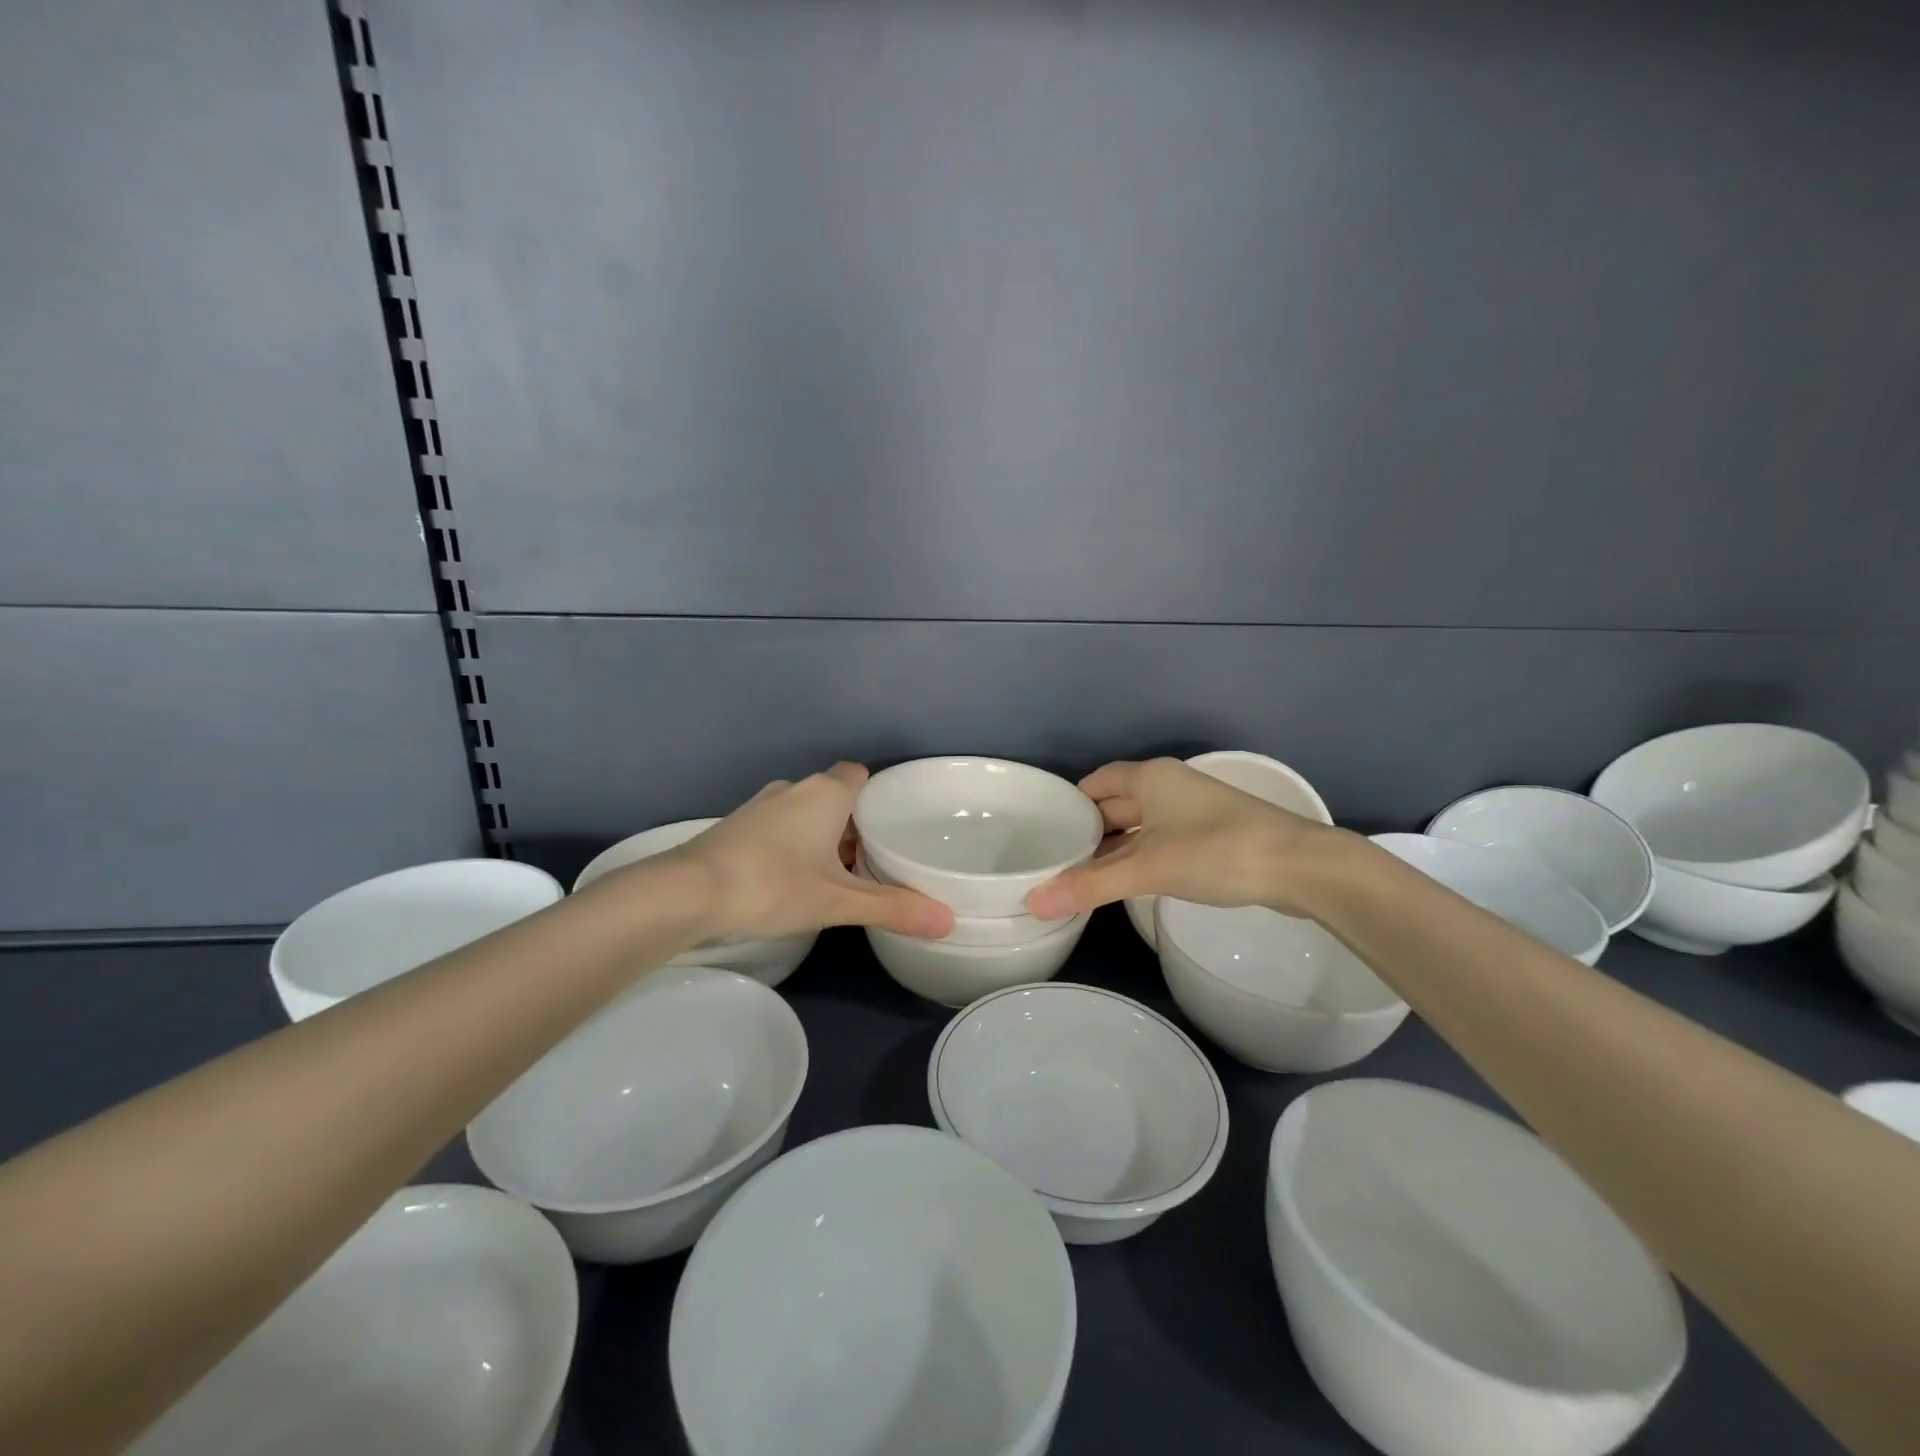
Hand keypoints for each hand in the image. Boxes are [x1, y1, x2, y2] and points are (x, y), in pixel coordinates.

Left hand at [661, 763, 953, 941]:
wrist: (686, 893)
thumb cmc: (772, 885)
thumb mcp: (838, 902)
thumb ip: (893, 908)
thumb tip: (948, 921)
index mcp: (825, 793)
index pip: (860, 774)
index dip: (878, 795)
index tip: (892, 825)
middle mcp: (793, 790)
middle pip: (835, 796)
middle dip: (854, 824)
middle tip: (875, 859)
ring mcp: (760, 806)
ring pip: (805, 813)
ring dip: (822, 837)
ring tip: (839, 875)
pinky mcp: (736, 827)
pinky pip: (779, 827)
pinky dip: (793, 846)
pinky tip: (793, 881)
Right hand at [1026, 758, 1350, 919]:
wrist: (1300, 867)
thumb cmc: (1217, 851)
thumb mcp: (1148, 868)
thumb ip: (1091, 885)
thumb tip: (1034, 902)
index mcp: (1151, 778)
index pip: (1097, 781)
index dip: (1071, 802)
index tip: (1045, 829)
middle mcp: (1169, 787)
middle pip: (1117, 804)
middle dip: (1089, 830)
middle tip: (1055, 859)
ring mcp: (1193, 811)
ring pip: (1141, 826)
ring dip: (1115, 848)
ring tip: (1081, 876)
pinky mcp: (1212, 837)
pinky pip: (1161, 841)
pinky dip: (1140, 858)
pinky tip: (1126, 882)